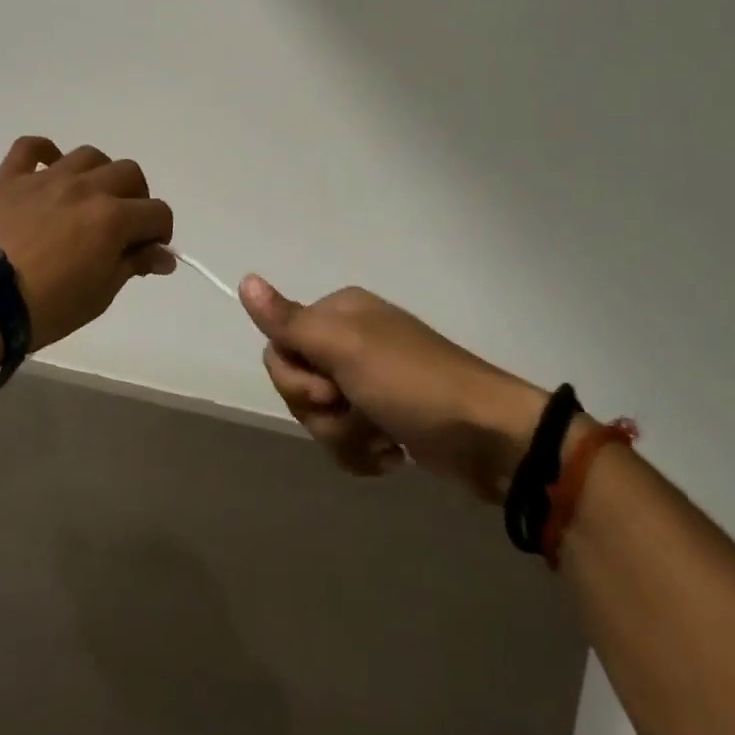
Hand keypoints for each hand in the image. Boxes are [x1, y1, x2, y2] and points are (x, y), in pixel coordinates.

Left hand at [0, 137, 175, 350]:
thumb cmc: (46, 307)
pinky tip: (48, 168)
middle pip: (128, 173)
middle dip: (136, 198)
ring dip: (99, 174)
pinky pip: (30, 147)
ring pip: (88, 155)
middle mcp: (85, 188)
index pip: (157, 212)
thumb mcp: (100, 294)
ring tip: (90, 197)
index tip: (149, 251)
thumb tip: (162, 256)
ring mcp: (46, 178)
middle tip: (123, 225)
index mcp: (113, 218)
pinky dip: (44, 152)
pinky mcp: (11, 178)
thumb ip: (132, 265)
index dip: (160, 232)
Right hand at [241, 277, 547, 500]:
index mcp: (339, 312)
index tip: (330, 386)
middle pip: (296, 381)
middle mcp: (349, 339)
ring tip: (383, 440)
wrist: (491, 440)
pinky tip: (392, 455)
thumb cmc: (413, 384)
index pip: (278, 345)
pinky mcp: (384, 416)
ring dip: (345, 435)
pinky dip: (363, 451)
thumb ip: (290, 321)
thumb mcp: (346, 349)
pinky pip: (346, 436)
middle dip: (322, 409)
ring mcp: (368, 380)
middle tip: (358, 409)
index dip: (295, 377)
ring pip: (320, 414)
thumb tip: (244, 280)